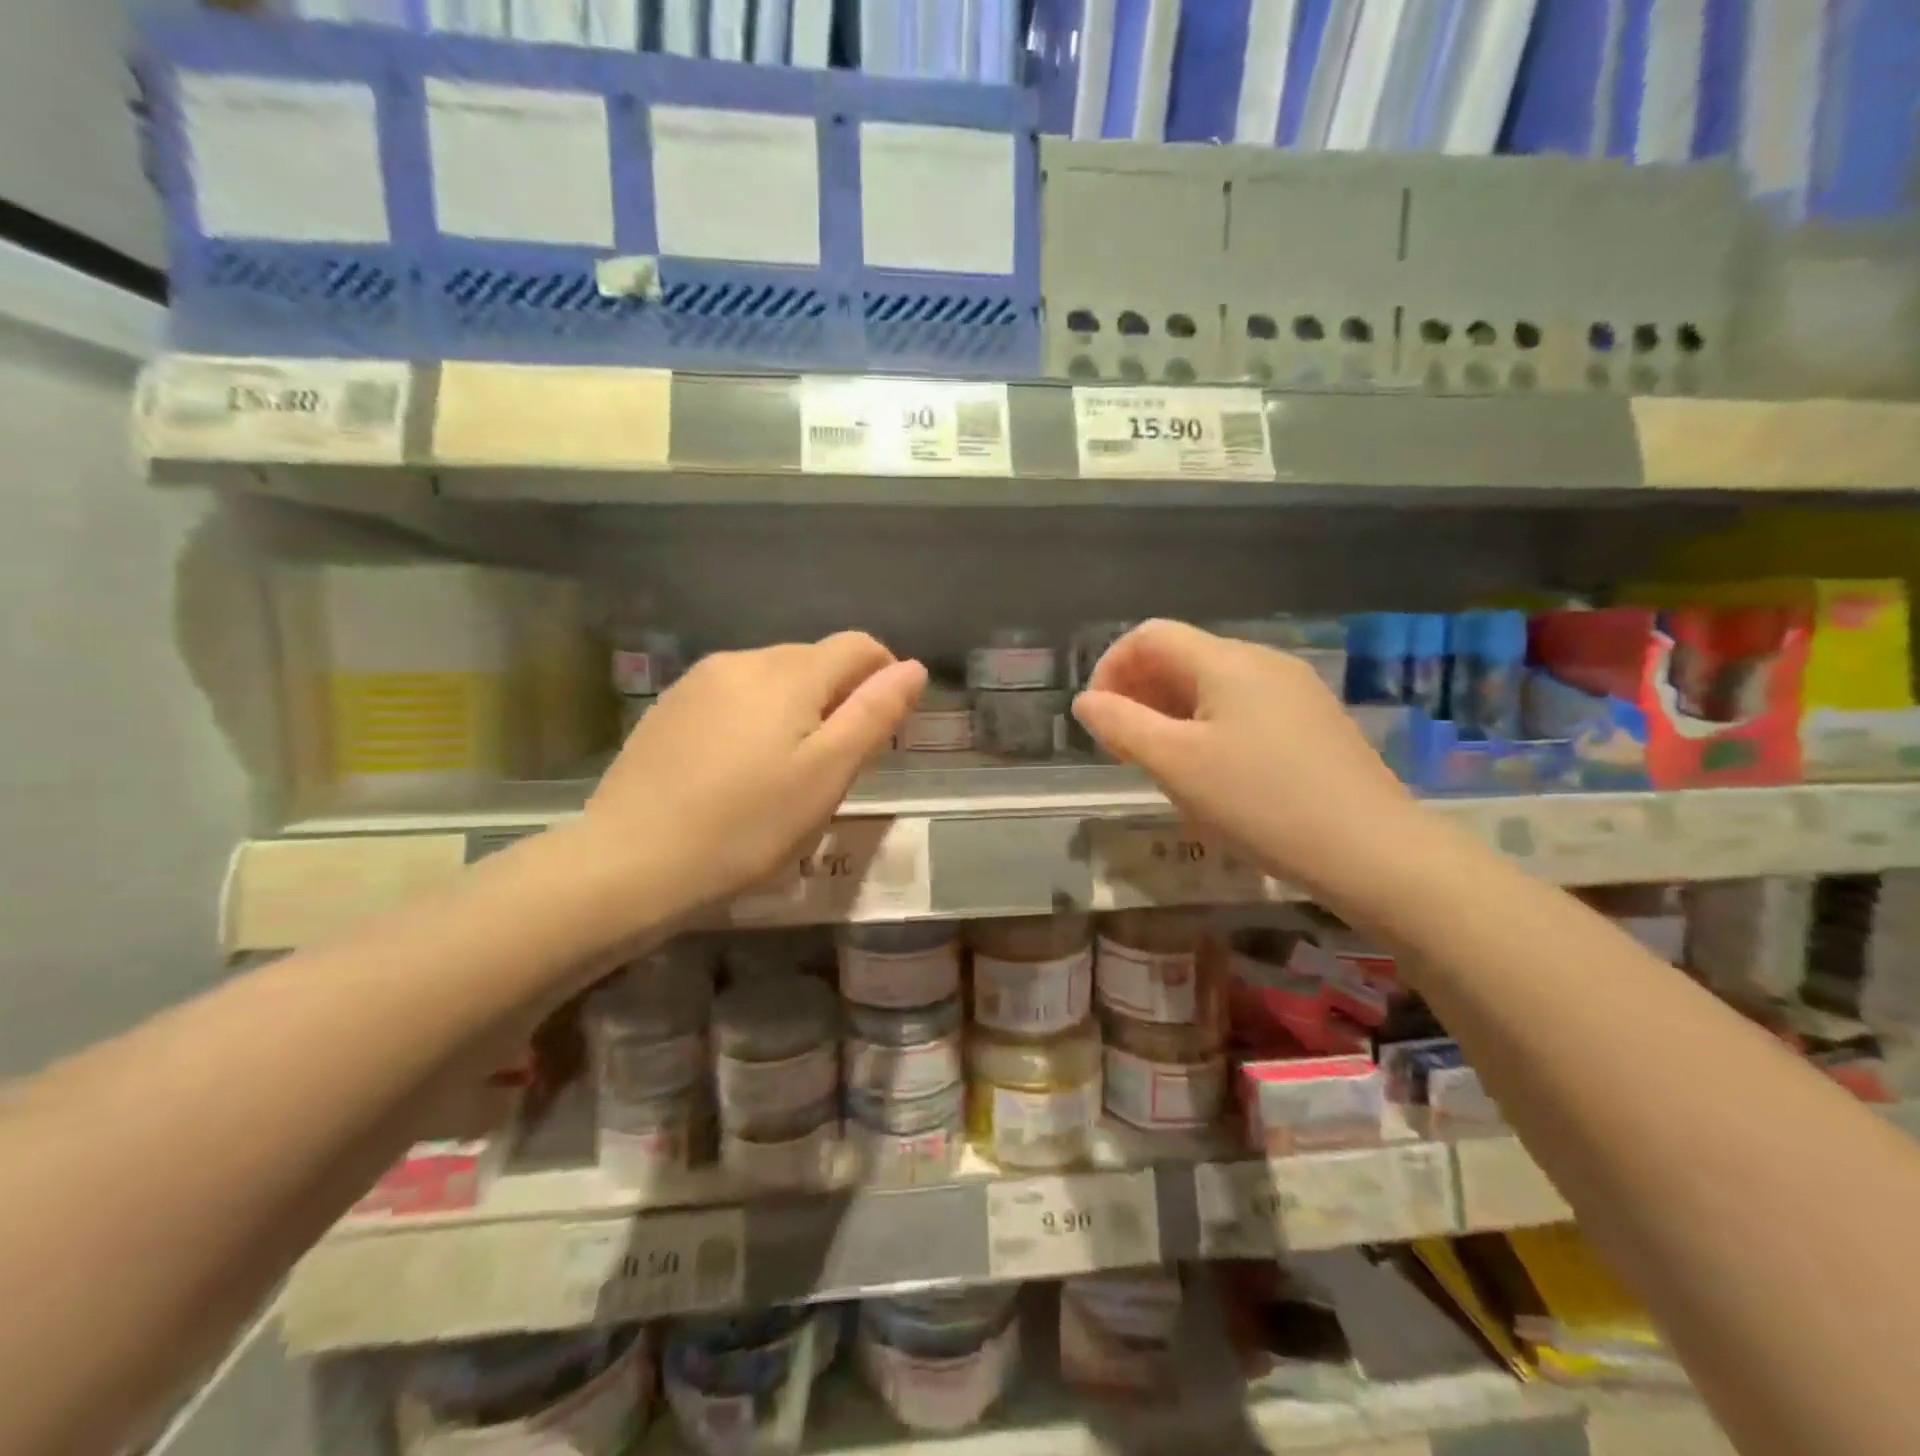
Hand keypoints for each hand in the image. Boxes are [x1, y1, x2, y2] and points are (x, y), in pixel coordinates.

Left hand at [582, 634, 925, 919]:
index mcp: (788, 674)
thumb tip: (913, 668)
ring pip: (772, 677)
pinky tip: (739, 767)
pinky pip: (733, 695)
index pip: (858, 647)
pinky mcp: (669, 706)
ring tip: (786, 769)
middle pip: (814, 659)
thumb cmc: (746, 827)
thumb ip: (873, 716)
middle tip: (836, 762)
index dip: (885, 676)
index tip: (884, 726)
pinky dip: (755, 717)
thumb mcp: (826, 777)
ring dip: (797, 707)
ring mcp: (699, 681)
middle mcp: (743, 660)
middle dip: (839, 696)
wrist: (629, 862)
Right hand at [1072, 619, 1421, 902]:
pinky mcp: (1314, 721)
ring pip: (1212, 685)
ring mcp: (1295, 690)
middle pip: (1181, 657)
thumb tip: (1086, 701)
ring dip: (1171, 714)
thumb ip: (1121, 725)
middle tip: (1124, 749)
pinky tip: (1214, 774)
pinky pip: (1244, 708)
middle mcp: (1262, 661)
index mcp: (1226, 661)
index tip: (1098, 720)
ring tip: (1164, 766)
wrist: (1373, 851)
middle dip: (1139, 694)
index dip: (1110, 668)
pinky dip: (1209, 728)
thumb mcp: (1176, 764)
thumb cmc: (1261, 803)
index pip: (1149, 635)